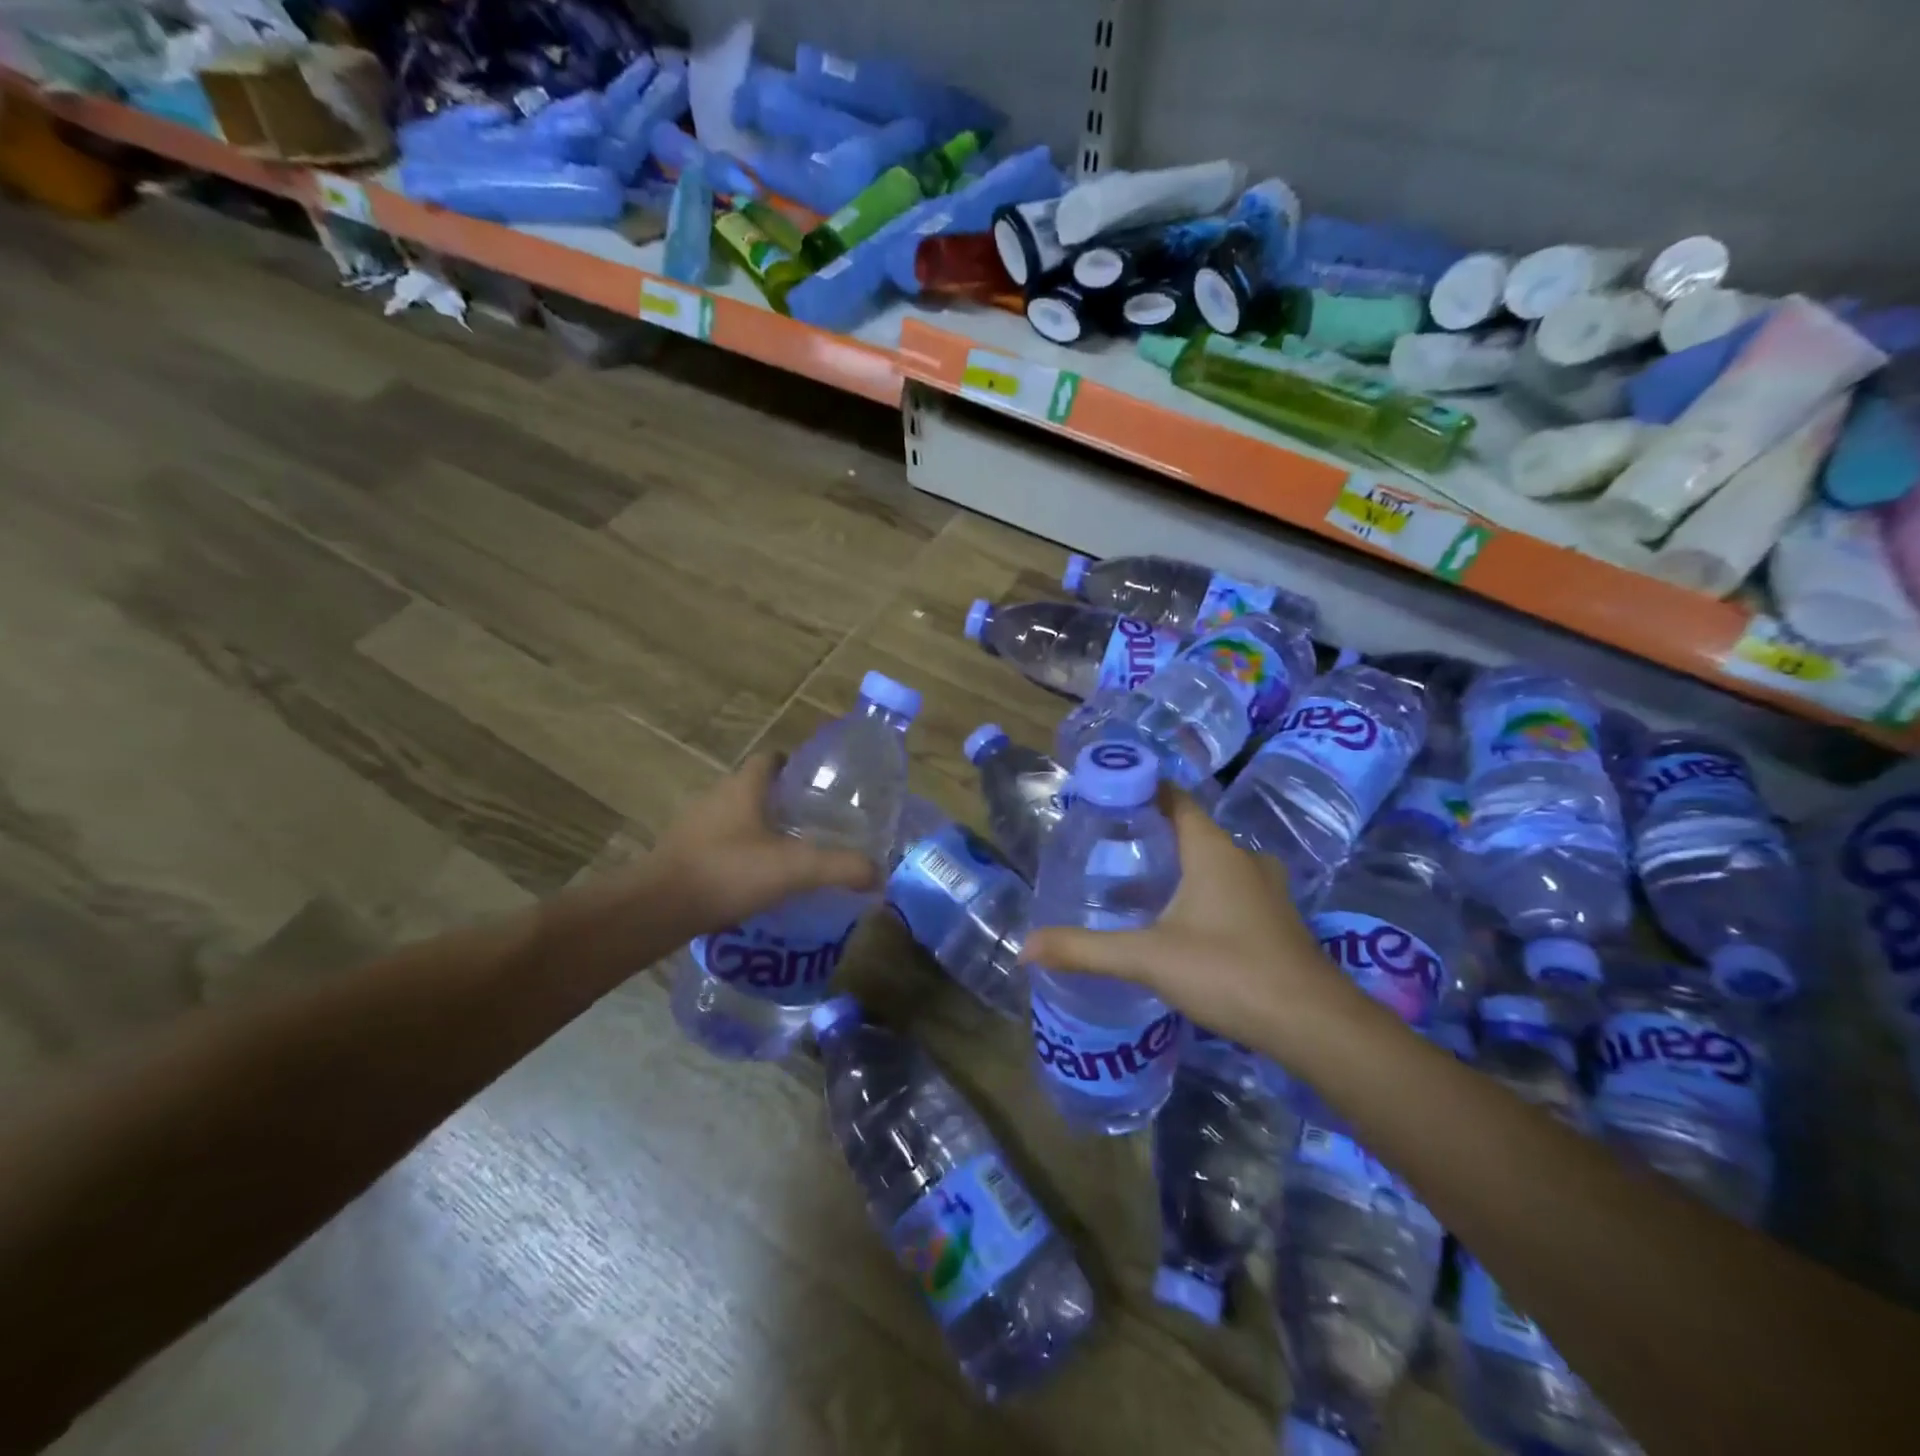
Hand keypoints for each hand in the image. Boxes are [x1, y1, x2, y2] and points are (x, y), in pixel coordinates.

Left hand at [651, 752, 880, 933]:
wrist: (656, 909)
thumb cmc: (727, 872)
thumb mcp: (795, 868)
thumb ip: (841, 867)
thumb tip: (879, 873)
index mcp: (744, 786)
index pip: (773, 759)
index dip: (797, 766)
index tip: (821, 787)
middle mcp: (718, 797)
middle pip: (756, 788)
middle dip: (785, 802)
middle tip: (817, 824)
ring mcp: (695, 826)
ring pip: (737, 817)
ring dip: (762, 829)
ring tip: (792, 854)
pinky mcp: (683, 855)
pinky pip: (721, 844)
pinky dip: (741, 855)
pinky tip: (759, 881)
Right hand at [1020, 788, 1355, 1050]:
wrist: (1313, 1024)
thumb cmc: (1228, 971)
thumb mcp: (1147, 958)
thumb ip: (1085, 950)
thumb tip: (1025, 948)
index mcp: (1213, 850)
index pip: (1176, 799)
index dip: (1144, 790)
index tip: (1108, 798)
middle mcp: (1243, 859)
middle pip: (1194, 830)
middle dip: (1155, 833)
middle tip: (1111, 846)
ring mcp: (1267, 890)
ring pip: (1215, 862)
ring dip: (1182, 865)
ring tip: (1140, 882)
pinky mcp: (1277, 921)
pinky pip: (1232, 889)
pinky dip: (1204, 892)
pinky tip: (1181, 921)